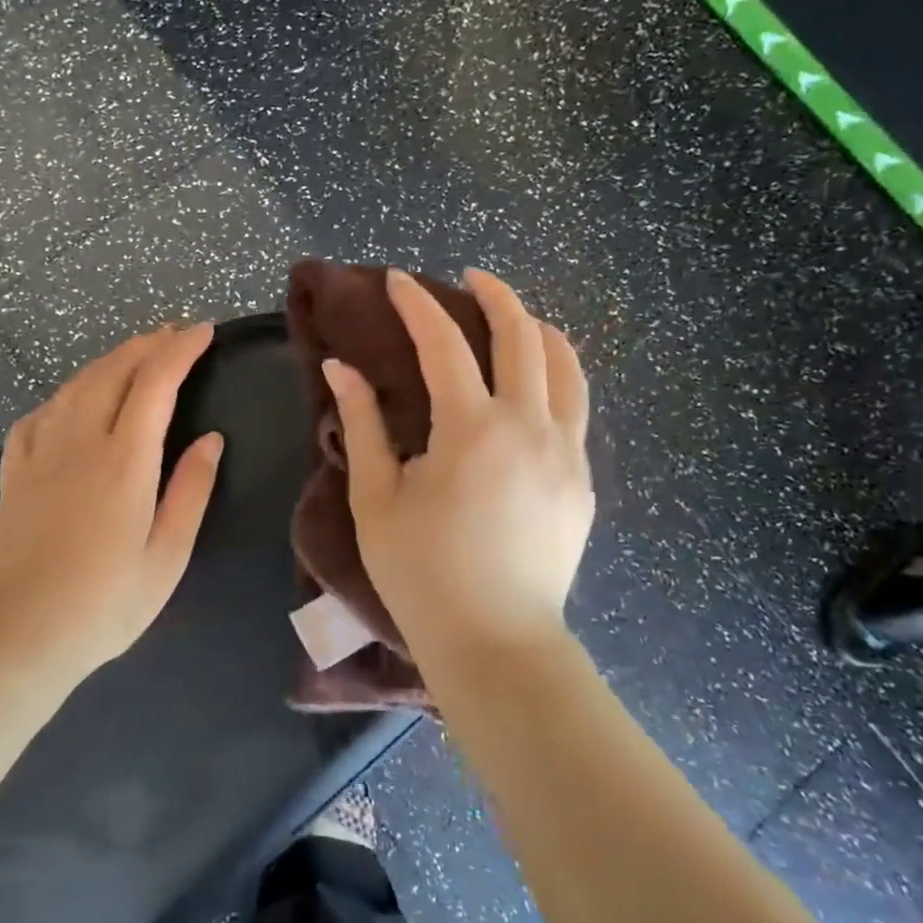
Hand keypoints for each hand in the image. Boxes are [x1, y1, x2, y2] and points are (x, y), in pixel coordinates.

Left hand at [0, 325, 224, 678]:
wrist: (20, 635)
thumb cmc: (105, 603)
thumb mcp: (168, 555)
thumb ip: (192, 490)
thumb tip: (212, 439)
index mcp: (124, 461)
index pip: (156, 383)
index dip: (181, 349)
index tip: (204, 331)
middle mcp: (80, 442)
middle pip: (114, 370)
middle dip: (148, 344)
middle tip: (176, 335)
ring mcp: (40, 452)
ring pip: (77, 383)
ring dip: (111, 360)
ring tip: (137, 354)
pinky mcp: (15, 470)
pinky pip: (42, 411)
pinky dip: (68, 392)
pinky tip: (75, 399)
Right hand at [322, 269, 592, 669]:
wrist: (496, 643)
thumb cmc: (422, 573)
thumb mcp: (377, 497)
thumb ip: (362, 424)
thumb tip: (341, 368)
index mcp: (471, 429)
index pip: (443, 342)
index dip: (416, 304)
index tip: (396, 280)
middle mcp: (529, 426)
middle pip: (523, 335)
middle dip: (495, 295)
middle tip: (469, 279)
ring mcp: (566, 452)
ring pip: (567, 365)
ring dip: (538, 329)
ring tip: (515, 318)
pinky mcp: (582, 480)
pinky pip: (576, 407)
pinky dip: (556, 375)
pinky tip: (533, 385)